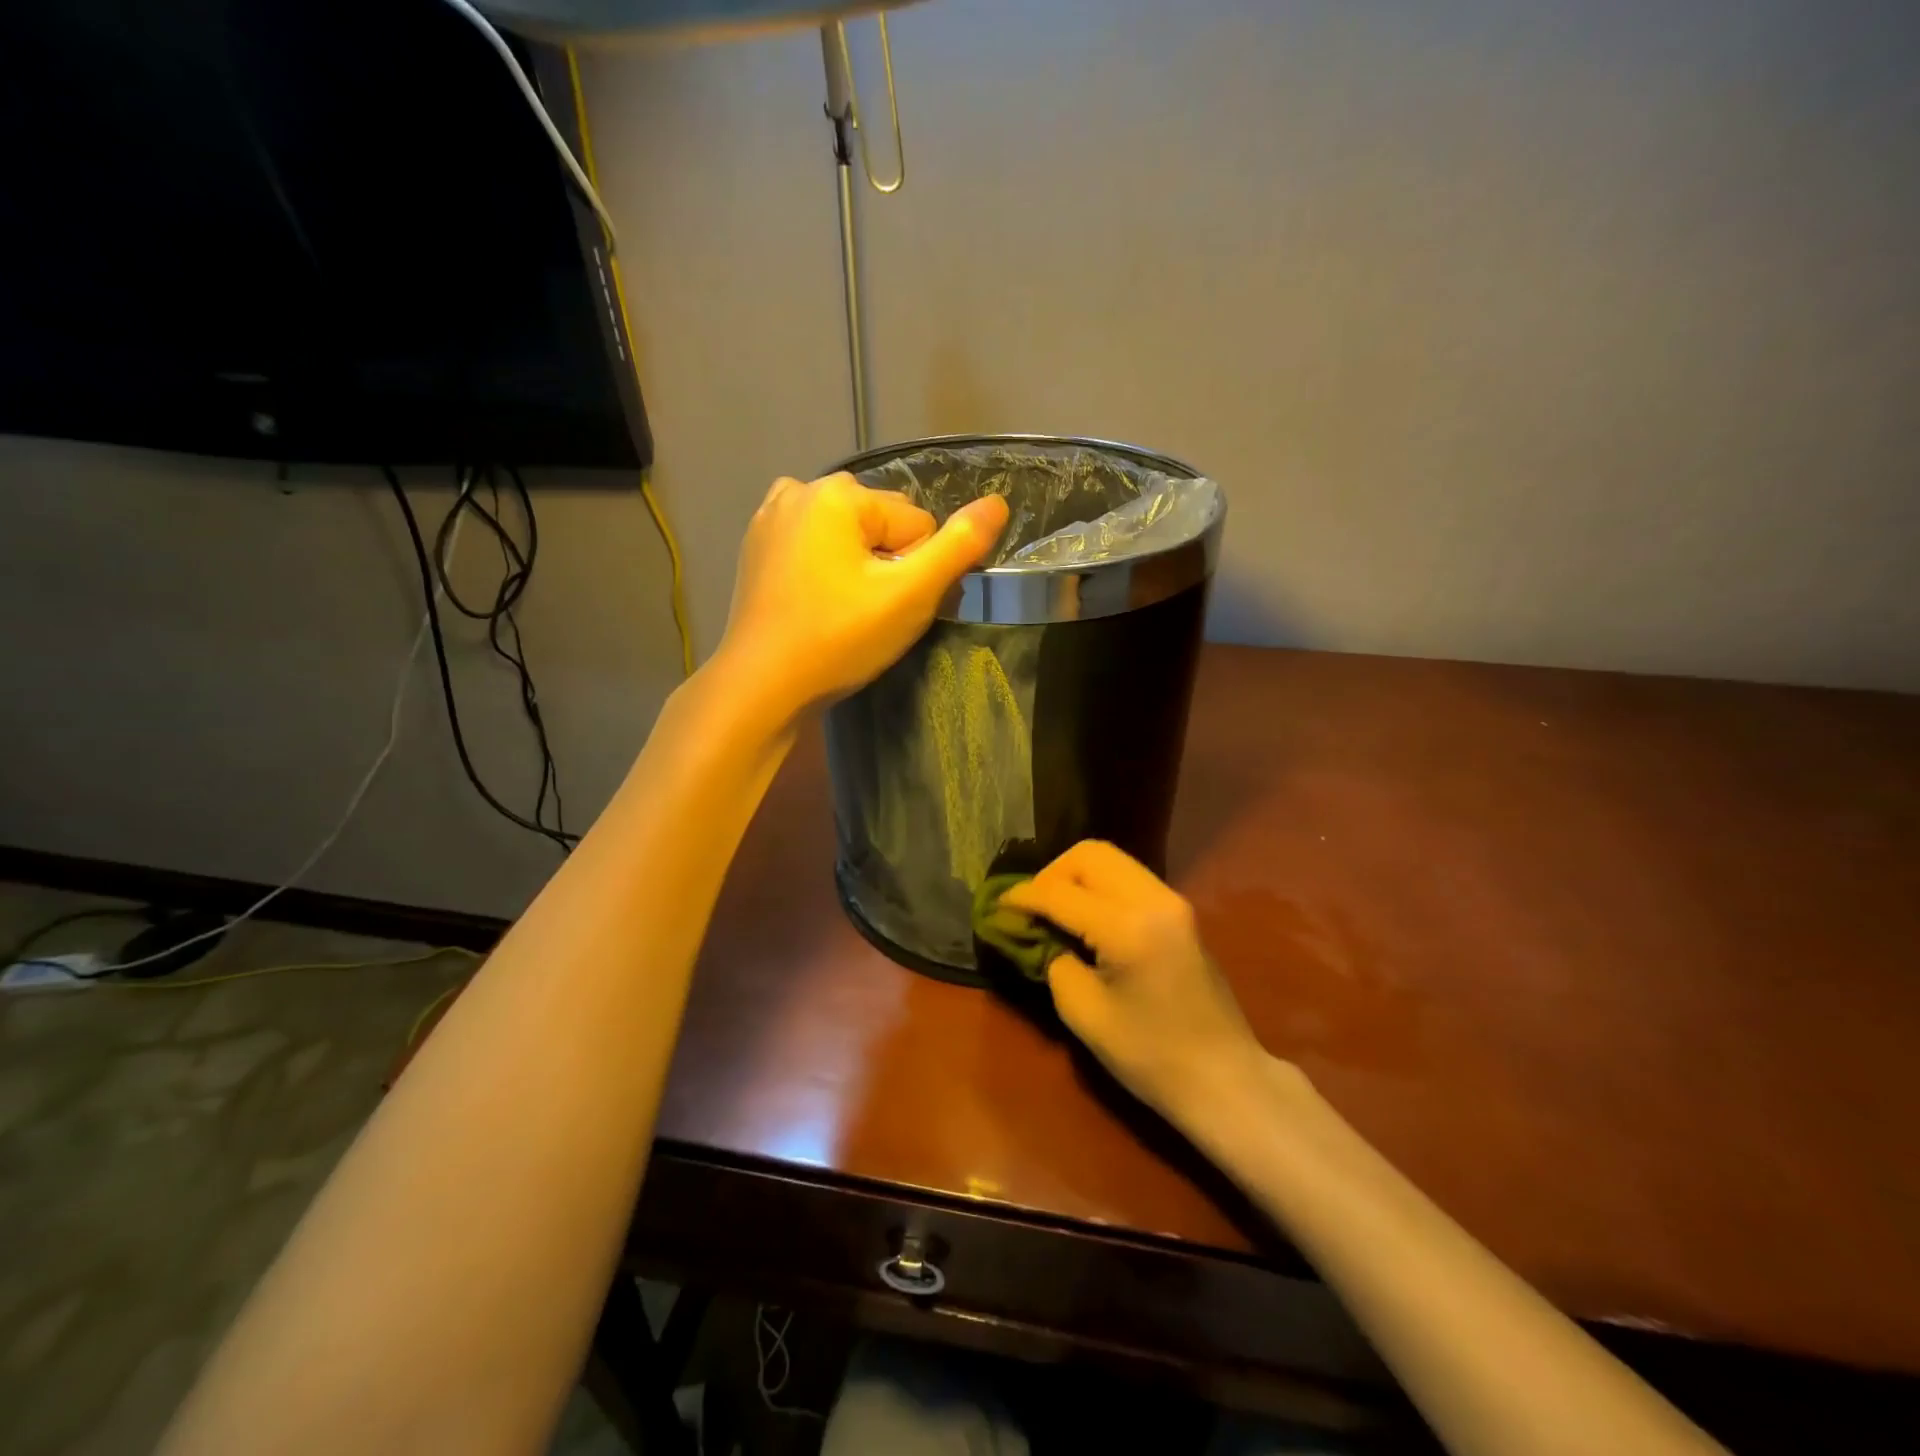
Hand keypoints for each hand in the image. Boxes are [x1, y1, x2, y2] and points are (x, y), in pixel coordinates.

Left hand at [714, 472, 1008, 717]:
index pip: (917, 526)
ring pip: (848, 538)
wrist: (761, 686)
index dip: (916, 572)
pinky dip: (825, 569)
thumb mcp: (910, 596)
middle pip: (881, 525)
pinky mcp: (756, 548)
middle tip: (869, 616)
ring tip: (844, 612)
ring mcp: (771, 517)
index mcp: (838, 493)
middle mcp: (800, 490)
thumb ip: (959, 547)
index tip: (891, 610)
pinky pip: (815, 547)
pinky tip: (816, 603)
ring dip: (858, 567)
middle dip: (887, 565)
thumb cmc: (838, 639)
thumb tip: (998, 503)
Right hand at [1000, 841, 1268, 1126]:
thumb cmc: (1149, 1056)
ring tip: (1054, 910)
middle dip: (1051, 874)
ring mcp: (1172, 900)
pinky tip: (1084, 916)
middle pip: (1089, 855)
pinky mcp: (1179, 910)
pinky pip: (1128, 877)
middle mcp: (1153, 899)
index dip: (1022, 897)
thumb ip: (1051, 959)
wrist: (1224, 1078)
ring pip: (1111, 859)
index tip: (996, 907)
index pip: (1060, 893)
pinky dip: (1099, 885)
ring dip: (1075, 875)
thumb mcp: (1083, 1012)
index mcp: (1127, 927)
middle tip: (1031, 907)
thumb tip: (1030, 931)